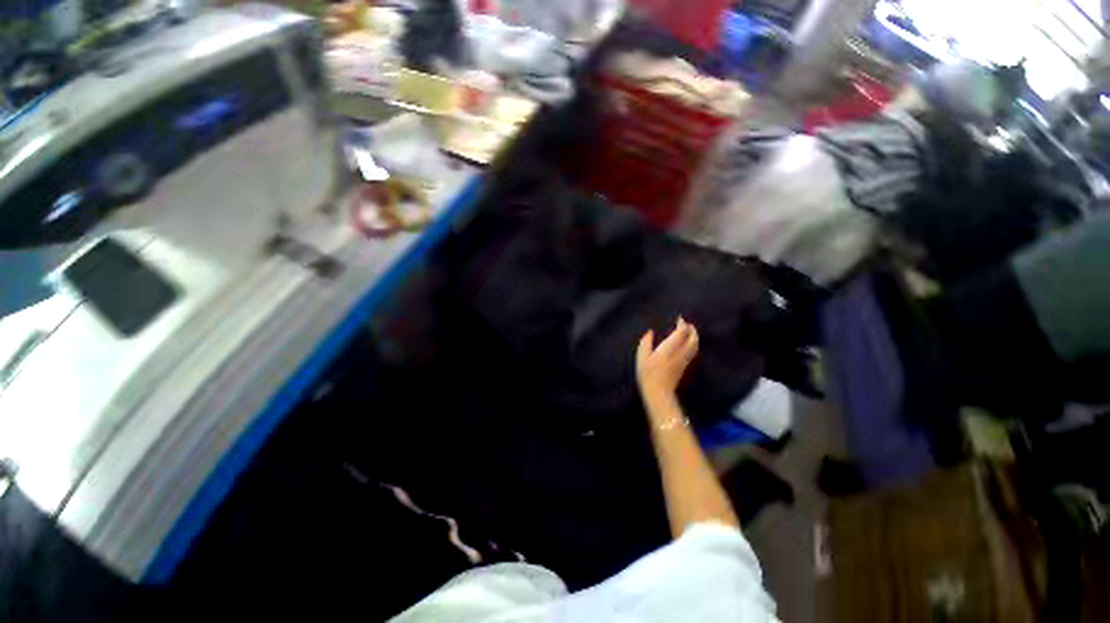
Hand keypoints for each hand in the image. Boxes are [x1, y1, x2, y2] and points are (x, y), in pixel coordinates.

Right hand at [636, 317, 698, 401]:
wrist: (658, 393)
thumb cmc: (647, 374)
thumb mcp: (641, 357)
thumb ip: (646, 343)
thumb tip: (650, 332)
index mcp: (668, 348)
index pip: (681, 333)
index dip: (682, 324)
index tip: (679, 319)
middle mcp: (679, 353)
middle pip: (692, 339)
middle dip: (692, 330)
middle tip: (688, 324)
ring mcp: (684, 360)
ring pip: (695, 346)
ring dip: (694, 337)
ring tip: (690, 332)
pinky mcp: (684, 367)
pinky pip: (692, 352)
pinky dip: (693, 345)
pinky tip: (688, 345)